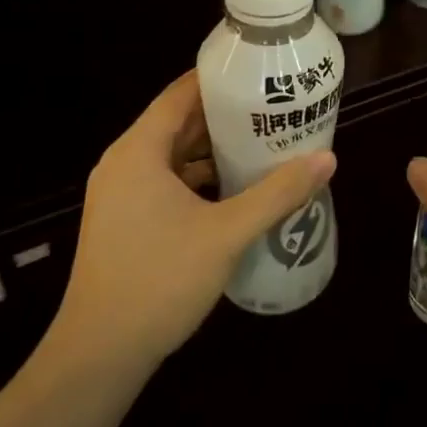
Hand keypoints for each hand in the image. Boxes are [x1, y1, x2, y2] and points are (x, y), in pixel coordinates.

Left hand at [53, 71, 335, 369]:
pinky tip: (235, 188)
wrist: (100, 354)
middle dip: (225, 115)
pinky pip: (166, 181)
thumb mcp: (228, 233)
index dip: (218, 78)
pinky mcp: (125, 221)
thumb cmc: (160, 280)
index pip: (180, 94)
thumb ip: (278, 193)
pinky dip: (198, 177)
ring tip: (263, 142)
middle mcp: (124, 164)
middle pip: (178, 122)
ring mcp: (121, 195)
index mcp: (139, 152)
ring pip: (173, 155)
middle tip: (272, 107)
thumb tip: (327, 159)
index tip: (258, 71)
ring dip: (213, 149)